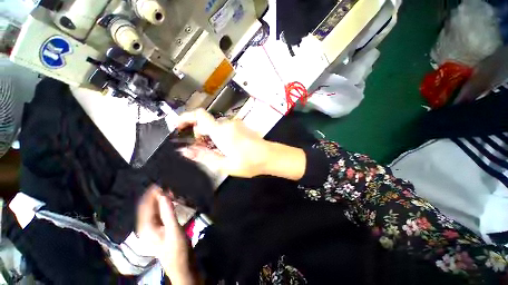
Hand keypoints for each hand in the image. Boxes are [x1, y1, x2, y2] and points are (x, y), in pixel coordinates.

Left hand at [136, 186, 195, 284]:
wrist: (181, 263)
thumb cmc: (177, 249)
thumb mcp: (174, 230)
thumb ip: (168, 212)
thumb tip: (164, 195)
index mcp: (146, 227)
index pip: (145, 205)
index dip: (151, 193)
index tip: (161, 182)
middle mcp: (146, 226)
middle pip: (148, 206)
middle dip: (156, 195)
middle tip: (168, 185)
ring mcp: (153, 227)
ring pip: (154, 208)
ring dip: (161, 199)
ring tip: (170, 190)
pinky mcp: (159, 227)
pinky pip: (159, 211)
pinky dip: (164, 204)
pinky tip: (171, 200)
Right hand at [177, 109, 306, 179]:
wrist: (269, 156)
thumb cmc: (247, 162)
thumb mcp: (223, 164)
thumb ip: (203, 156)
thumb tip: (185, 151)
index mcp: (220, 131)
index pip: (199, 115)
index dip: (186, 118)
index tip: (178, 127)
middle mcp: (227, 123)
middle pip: (206, 123)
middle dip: (200, 134)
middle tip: (203, 150)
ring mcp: (235, 124)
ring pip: (216, 127)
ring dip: (211, 137)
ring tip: (217, 152)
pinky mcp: (241, 126)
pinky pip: (225, 128)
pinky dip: (220, 135)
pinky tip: (226, 147)